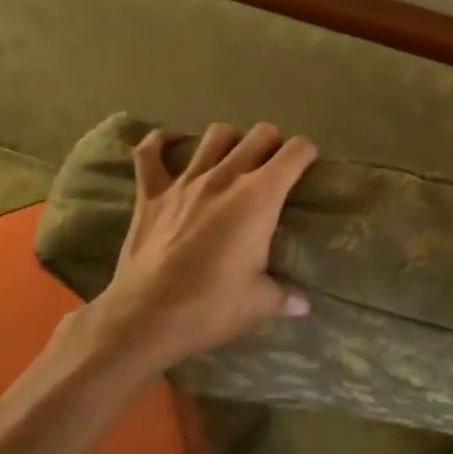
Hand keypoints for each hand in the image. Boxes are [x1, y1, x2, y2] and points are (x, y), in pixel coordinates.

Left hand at [80, 121, 316, 376]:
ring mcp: (186, 182)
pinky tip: (169, 142)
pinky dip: (160, 142)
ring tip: (233, 158)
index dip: (307, 154)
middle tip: (273, 167)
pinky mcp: (150, 194)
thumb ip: (285, 296)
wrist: (144, 319)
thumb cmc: (210, 307)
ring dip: (230, 141)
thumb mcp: (260, 304)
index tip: (308, 168)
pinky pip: (149, 154)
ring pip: (215, 136)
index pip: (296, 152)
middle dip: (273, 144)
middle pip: (260, 135)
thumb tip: (303, 305)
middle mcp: (226, 177)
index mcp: (260, 197)